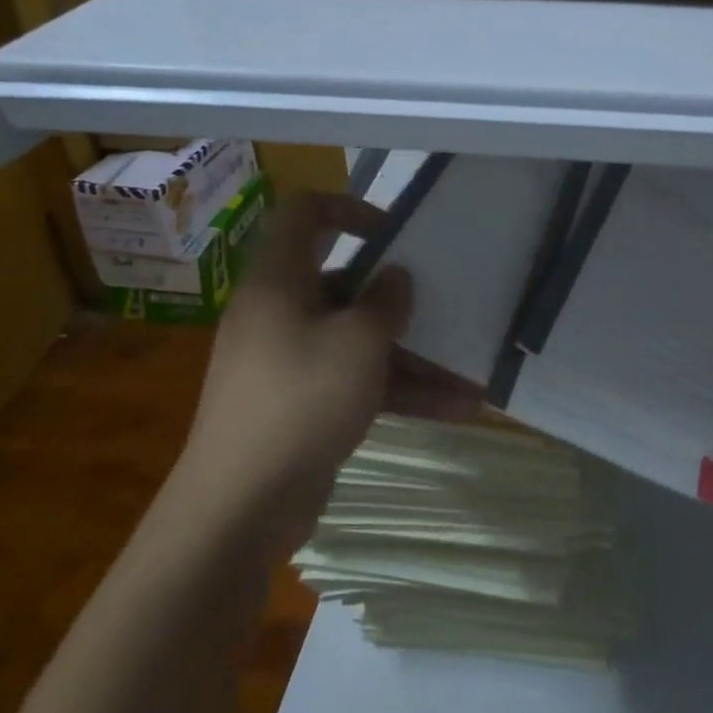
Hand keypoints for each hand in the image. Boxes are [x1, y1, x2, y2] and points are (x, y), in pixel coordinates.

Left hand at [179, 192, 478, 559]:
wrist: (242, 503)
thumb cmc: (301, 399)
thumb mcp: (357, 342)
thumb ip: (385, 302)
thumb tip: (394, 278)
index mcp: (280, 280)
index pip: (303, 214)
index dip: (348, 209)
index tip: (395, 234)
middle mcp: (281, 312)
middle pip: (344, 284)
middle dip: (399, 299)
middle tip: (444, 304)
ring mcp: (291, 361)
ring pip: (357, 341)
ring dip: (412, 356)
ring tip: (470, 372)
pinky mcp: (303, 404)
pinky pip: (356, 382)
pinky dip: (399, 392)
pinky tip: (457, 409)